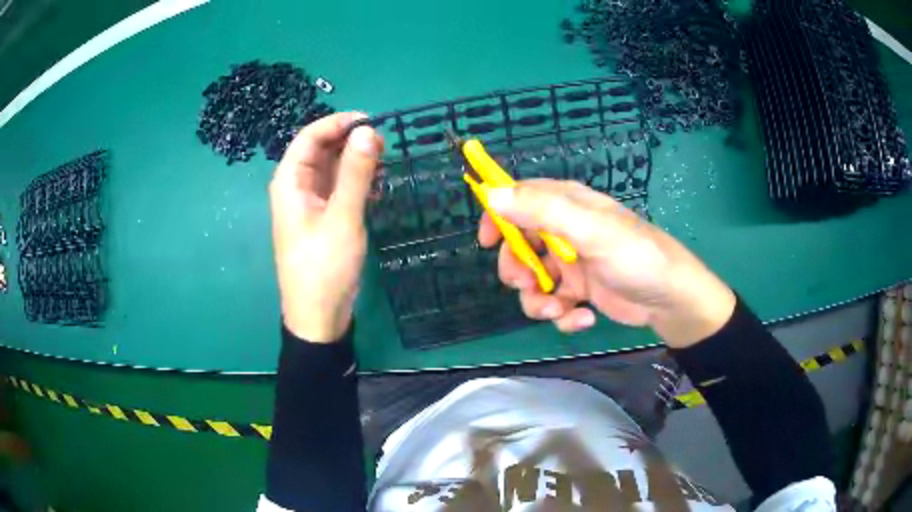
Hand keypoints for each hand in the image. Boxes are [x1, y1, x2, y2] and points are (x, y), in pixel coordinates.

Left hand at [269, 112, 382, 342]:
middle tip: (384, 143)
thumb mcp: (342, 217)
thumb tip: (368, 130)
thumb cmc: (324, 266)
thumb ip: (356, 172)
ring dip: (355, 161)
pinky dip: (356, 181)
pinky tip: (377, 185)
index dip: (338, 123)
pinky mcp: (323, 218)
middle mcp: (296, 187)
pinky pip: (338, 188)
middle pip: (320, 150)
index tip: (372, 120)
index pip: (310, 137)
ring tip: (384, 161)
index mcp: (290, 182)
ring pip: (331, 168)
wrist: (319, 317)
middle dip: (349, 141)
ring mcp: (310, 204)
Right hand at [481, 180, 735, 347]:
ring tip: (559, 310)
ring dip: (539, 301)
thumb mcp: (590, 230)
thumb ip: (542, 211)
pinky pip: (554, 302)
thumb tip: (491, 194)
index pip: (520, 199)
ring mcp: (572, 263)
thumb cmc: (634, 256)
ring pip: (533, 281)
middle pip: (520, 246)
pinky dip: (563, 315)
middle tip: (527, 285)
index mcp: (567, 205)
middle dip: (518, 270)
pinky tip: (583, 319)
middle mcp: (566, 231)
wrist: (669, 299)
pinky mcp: (580, 291)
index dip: (499, 216)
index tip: (486, 241)